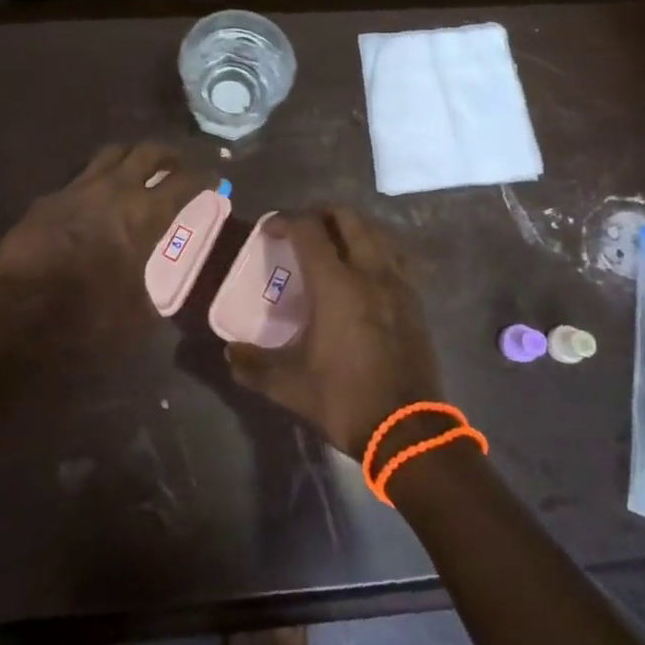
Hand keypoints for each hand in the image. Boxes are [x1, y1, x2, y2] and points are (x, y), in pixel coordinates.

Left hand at [0, 142, 194, 345]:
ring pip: (111, 153)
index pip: (186, 182)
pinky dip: (94, 181)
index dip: (204, 177)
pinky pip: (78, 178)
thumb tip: (155, 294)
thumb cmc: (90, 315)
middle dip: (168, 154)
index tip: (214, 178)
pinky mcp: (49, 198)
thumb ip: (152, 289)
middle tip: (176, 163)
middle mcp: (116, 190)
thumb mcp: (138, 311)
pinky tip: (92, 197)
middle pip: (148, 152)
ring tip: (136, 167)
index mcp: (146, 214)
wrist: (21, 312)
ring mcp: (78, 189)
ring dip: (130, 156)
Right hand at [224, 208, 445, 457]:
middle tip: (301, 231)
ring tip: (332, 246)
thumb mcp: (290, 387)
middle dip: (320, 214)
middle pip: (348, 217)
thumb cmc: (345, 400)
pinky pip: (394, 256)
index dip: (285, 220)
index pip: (308, 230)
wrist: (408, 430)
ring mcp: (398, 284)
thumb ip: (254, 365)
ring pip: (376, 232)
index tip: (269, 230)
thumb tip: (229, 353)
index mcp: (336, 285)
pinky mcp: (415, 300)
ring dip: (351, 228)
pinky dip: (375, 249)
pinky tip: (364, 272)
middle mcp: (370, 272)